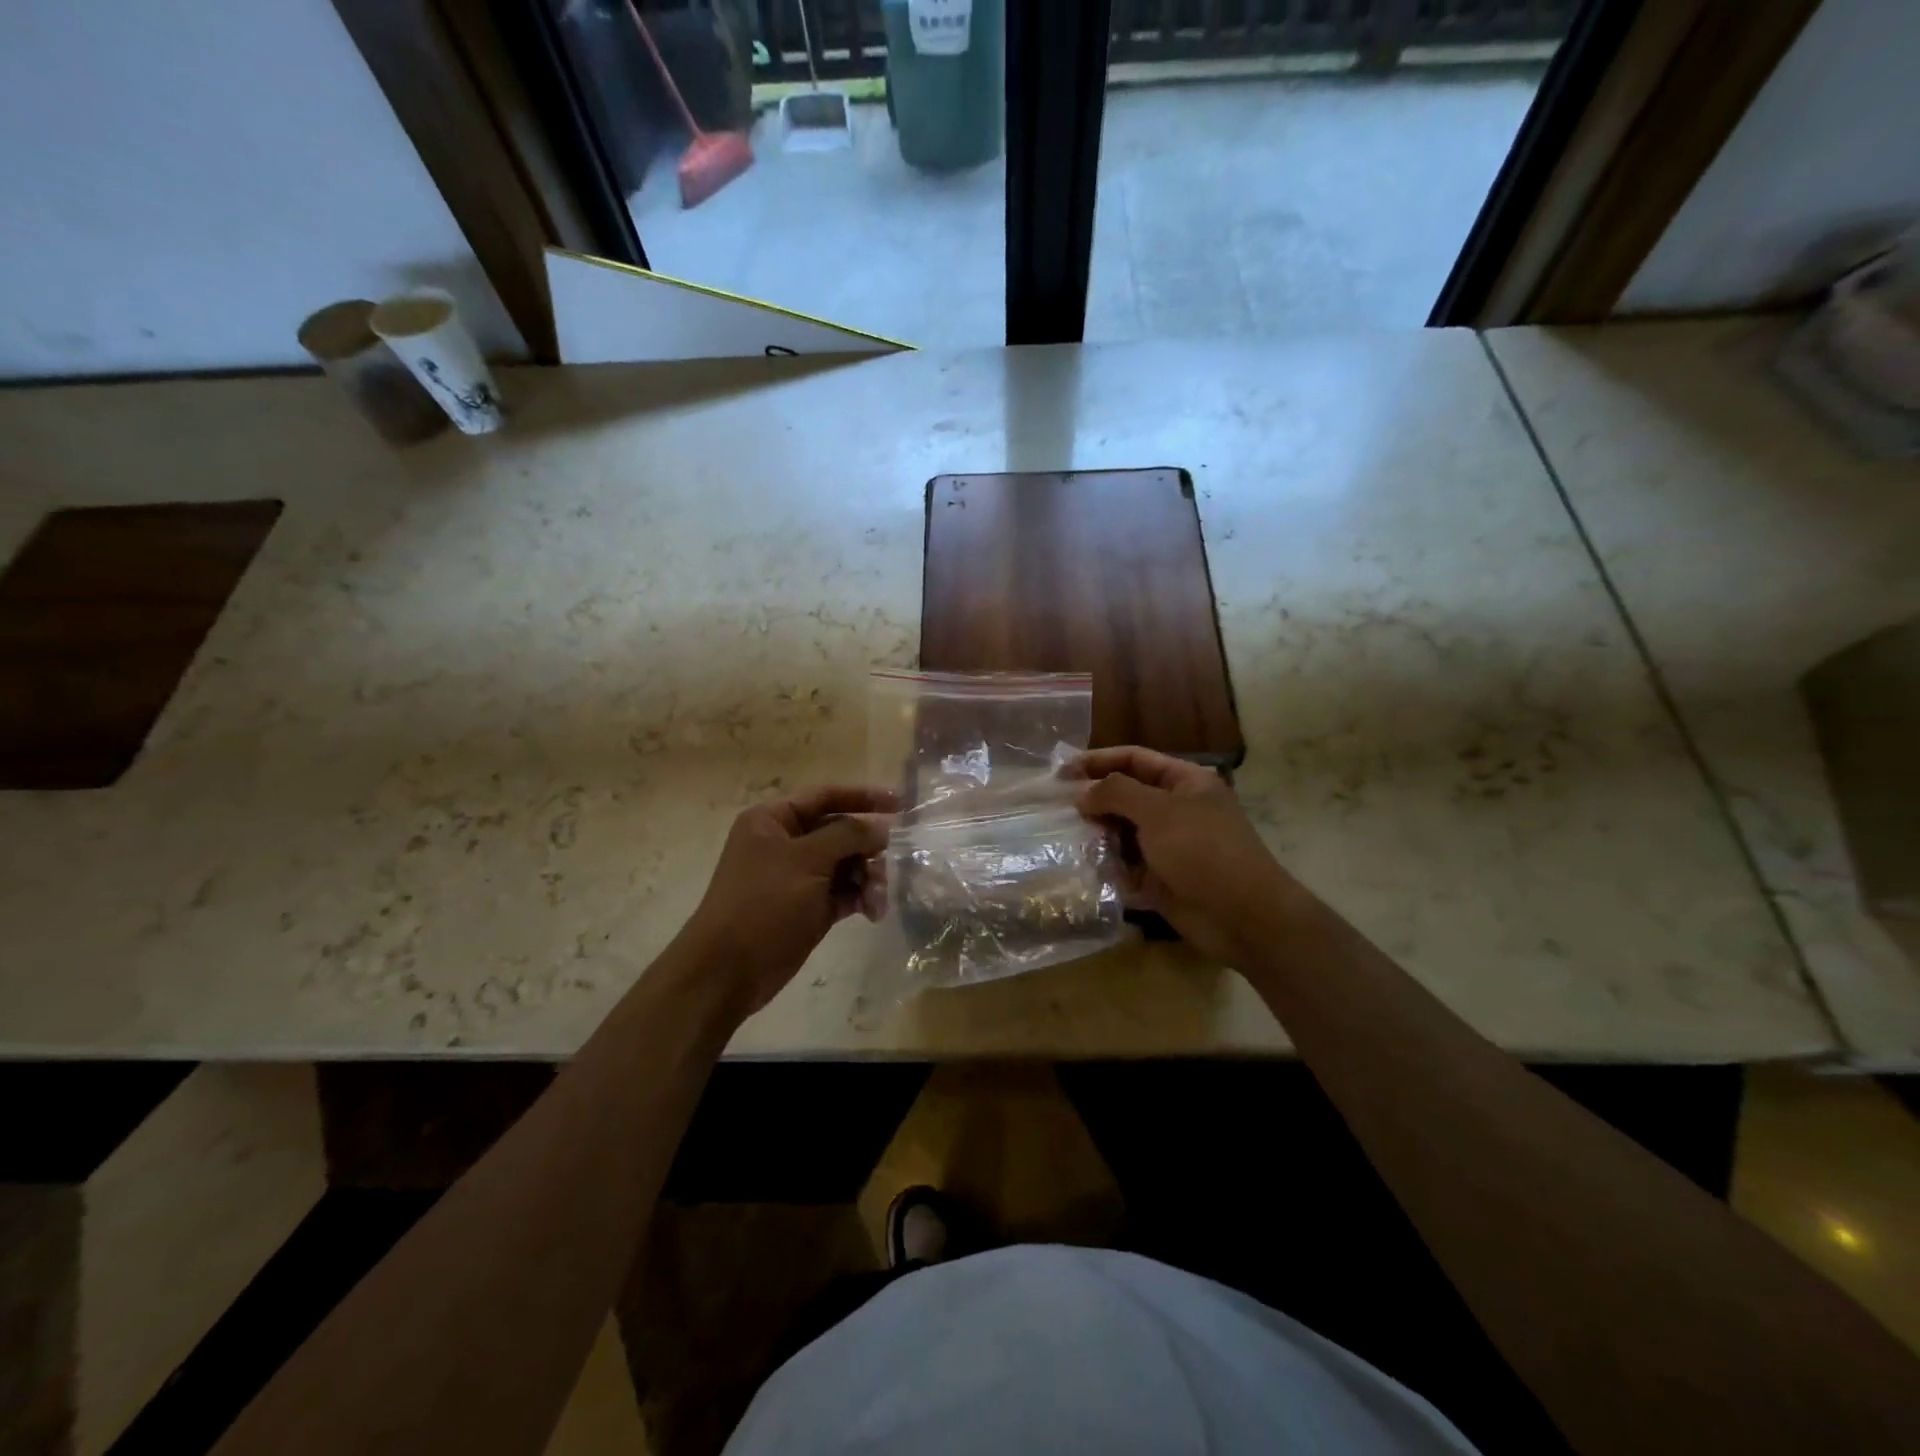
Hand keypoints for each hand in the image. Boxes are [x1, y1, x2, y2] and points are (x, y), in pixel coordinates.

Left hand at [681, 785, 896, 1017]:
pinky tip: (872, 913)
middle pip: (841, 832)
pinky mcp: (809, 906)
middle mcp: (786, 843)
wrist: (727, 972)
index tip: (902, 804)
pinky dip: (860, 898)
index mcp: (773, 820)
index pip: (826, 796)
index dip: (864, 797)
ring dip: (868, 878)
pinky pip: (844, 892)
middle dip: (868, 849)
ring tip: (877, 901)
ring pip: (847, 864)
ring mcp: (798, 876)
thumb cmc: (763, 904)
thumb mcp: (807, 860)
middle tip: (889, 867)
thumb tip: (881, 829)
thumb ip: (848, 836)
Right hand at [1072, 747, 1300, 964]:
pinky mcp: (1160, 879)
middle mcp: (1175, 809)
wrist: (1242, 916)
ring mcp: (1168, 846)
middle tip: (1057, 808)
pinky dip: (1106, 866)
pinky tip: (1083, 867)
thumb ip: (1116, 793)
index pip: (1134, 759)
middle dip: (1093, 801)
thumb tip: (1083, 793)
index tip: (1061, 772)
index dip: (1097, 761)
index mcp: (1184, 782)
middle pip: (1126, 796)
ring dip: (1096, 835)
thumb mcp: (1158, 811)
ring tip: (1065, 838)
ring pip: (1122, 833)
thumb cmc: (1202, 851)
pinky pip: (1125, 867)